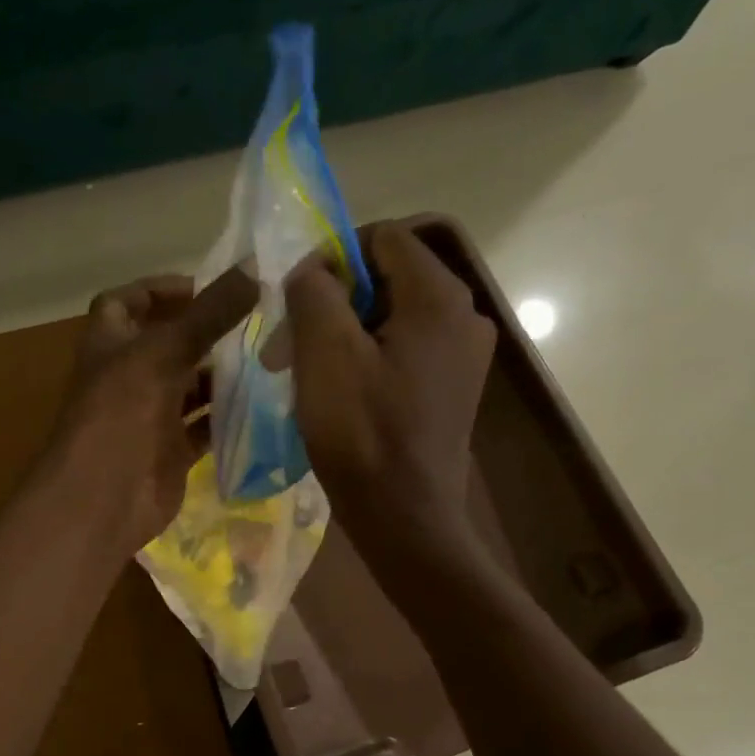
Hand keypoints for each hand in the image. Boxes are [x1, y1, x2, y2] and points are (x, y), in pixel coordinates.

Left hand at [47, 270, 258, 558]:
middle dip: (206, 333)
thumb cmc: (121, 415)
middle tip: (257, 322)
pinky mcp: (171, 451)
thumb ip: (209, 314)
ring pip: (190, 387)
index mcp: (111, 346)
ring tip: (269, 358)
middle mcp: (129, 377)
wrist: (104, 500)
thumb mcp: (163, 354)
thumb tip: (255, 267)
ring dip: (222, 375)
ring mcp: (150, 417)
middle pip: (167, 345)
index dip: (157, 290)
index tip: (203, 287)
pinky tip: (265, 404)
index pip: (124, 303)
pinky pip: (204, 427)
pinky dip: (229, 417)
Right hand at [287, 222, 495, 574]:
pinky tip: (339, 395)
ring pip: (392, 317)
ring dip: (344, 334)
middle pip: (388, 277)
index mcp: (439, 296)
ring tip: (307, 374)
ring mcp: (463, 356)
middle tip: (290, 346)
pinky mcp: (453, 389)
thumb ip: (314, 291)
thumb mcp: (325, 353)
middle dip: (333, 303)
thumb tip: (312, 268)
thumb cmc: (363, 435)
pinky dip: (367, 360)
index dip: (332, 258)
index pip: (382, 237)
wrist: (405, 519)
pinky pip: (404, 351)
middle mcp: (464, 315)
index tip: (296, 302)